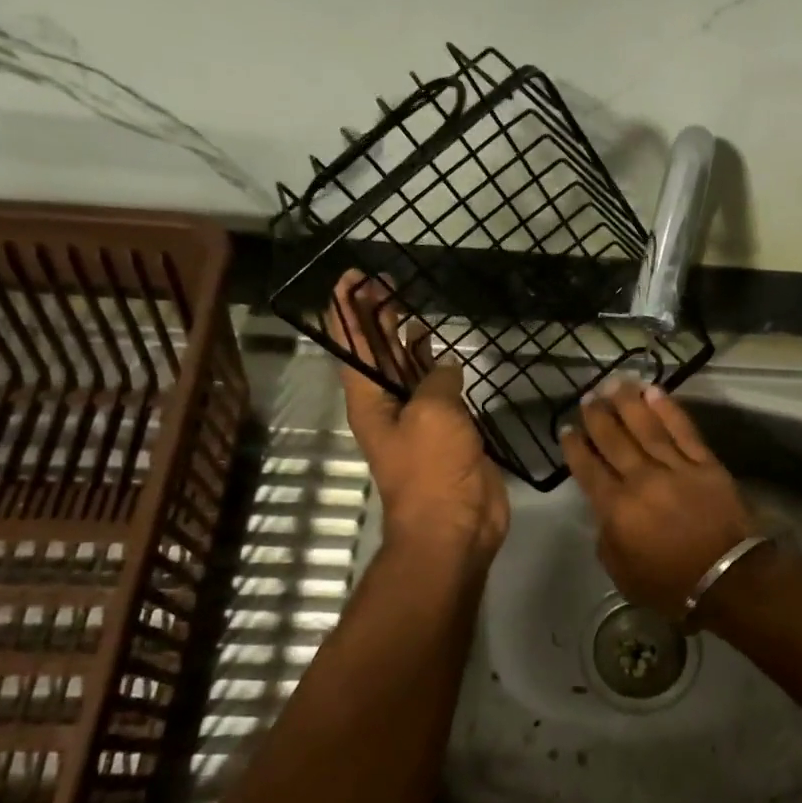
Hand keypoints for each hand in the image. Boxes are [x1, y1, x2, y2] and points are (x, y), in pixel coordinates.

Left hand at [327, 272, 508, 568]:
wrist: (454, 525)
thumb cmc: (432, 468)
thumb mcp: (432, 413)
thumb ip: (436, 379)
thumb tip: (444, 365)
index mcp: (368, 399)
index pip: (350, 344)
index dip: (347, 309)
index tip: (351, 277)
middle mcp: (386, 404)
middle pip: (374, 351)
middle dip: (375, 315)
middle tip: (387, 281)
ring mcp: (417, 418)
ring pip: (404, 367)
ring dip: (403, 337)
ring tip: (410, 305)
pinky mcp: (446, 430)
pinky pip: (436, 388)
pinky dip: (435, 366)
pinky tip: (442, 350)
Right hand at [559, 380, 757, 619]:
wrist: (728, 578)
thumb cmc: (671, 584)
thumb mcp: (622, 574)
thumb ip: (607, 539)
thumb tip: (606, 514)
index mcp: (617, 508)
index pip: (589, 469)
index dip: (576, 447)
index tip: (567, 429)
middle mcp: (641, 480)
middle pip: (614, 440)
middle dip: (598, 416)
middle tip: (588, 397)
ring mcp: (675, 468)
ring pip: (646, 427)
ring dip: (628, 403)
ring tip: (615, 383)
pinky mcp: (705, 463)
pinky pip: (683, 430)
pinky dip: (668, 409)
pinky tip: (655, 392)